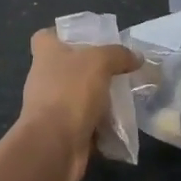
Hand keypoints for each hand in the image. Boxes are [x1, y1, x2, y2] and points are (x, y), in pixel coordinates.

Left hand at [17, 29, 139, 180]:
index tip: (88, 39)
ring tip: (126, 96)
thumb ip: (119, 55)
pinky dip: (101, 124)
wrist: (54, 145)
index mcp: (46, 54)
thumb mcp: (100, 62)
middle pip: (69, 66)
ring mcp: (51, 106)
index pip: (46, 36)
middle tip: (119, 69)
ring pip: (79, 95)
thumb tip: (136, 57)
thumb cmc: (71, 92)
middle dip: (93, 69)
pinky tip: (121, 123)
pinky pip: (85, 122)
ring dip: (100, 98)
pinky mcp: (61, 131)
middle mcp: (44, 77)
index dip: (64, 34)